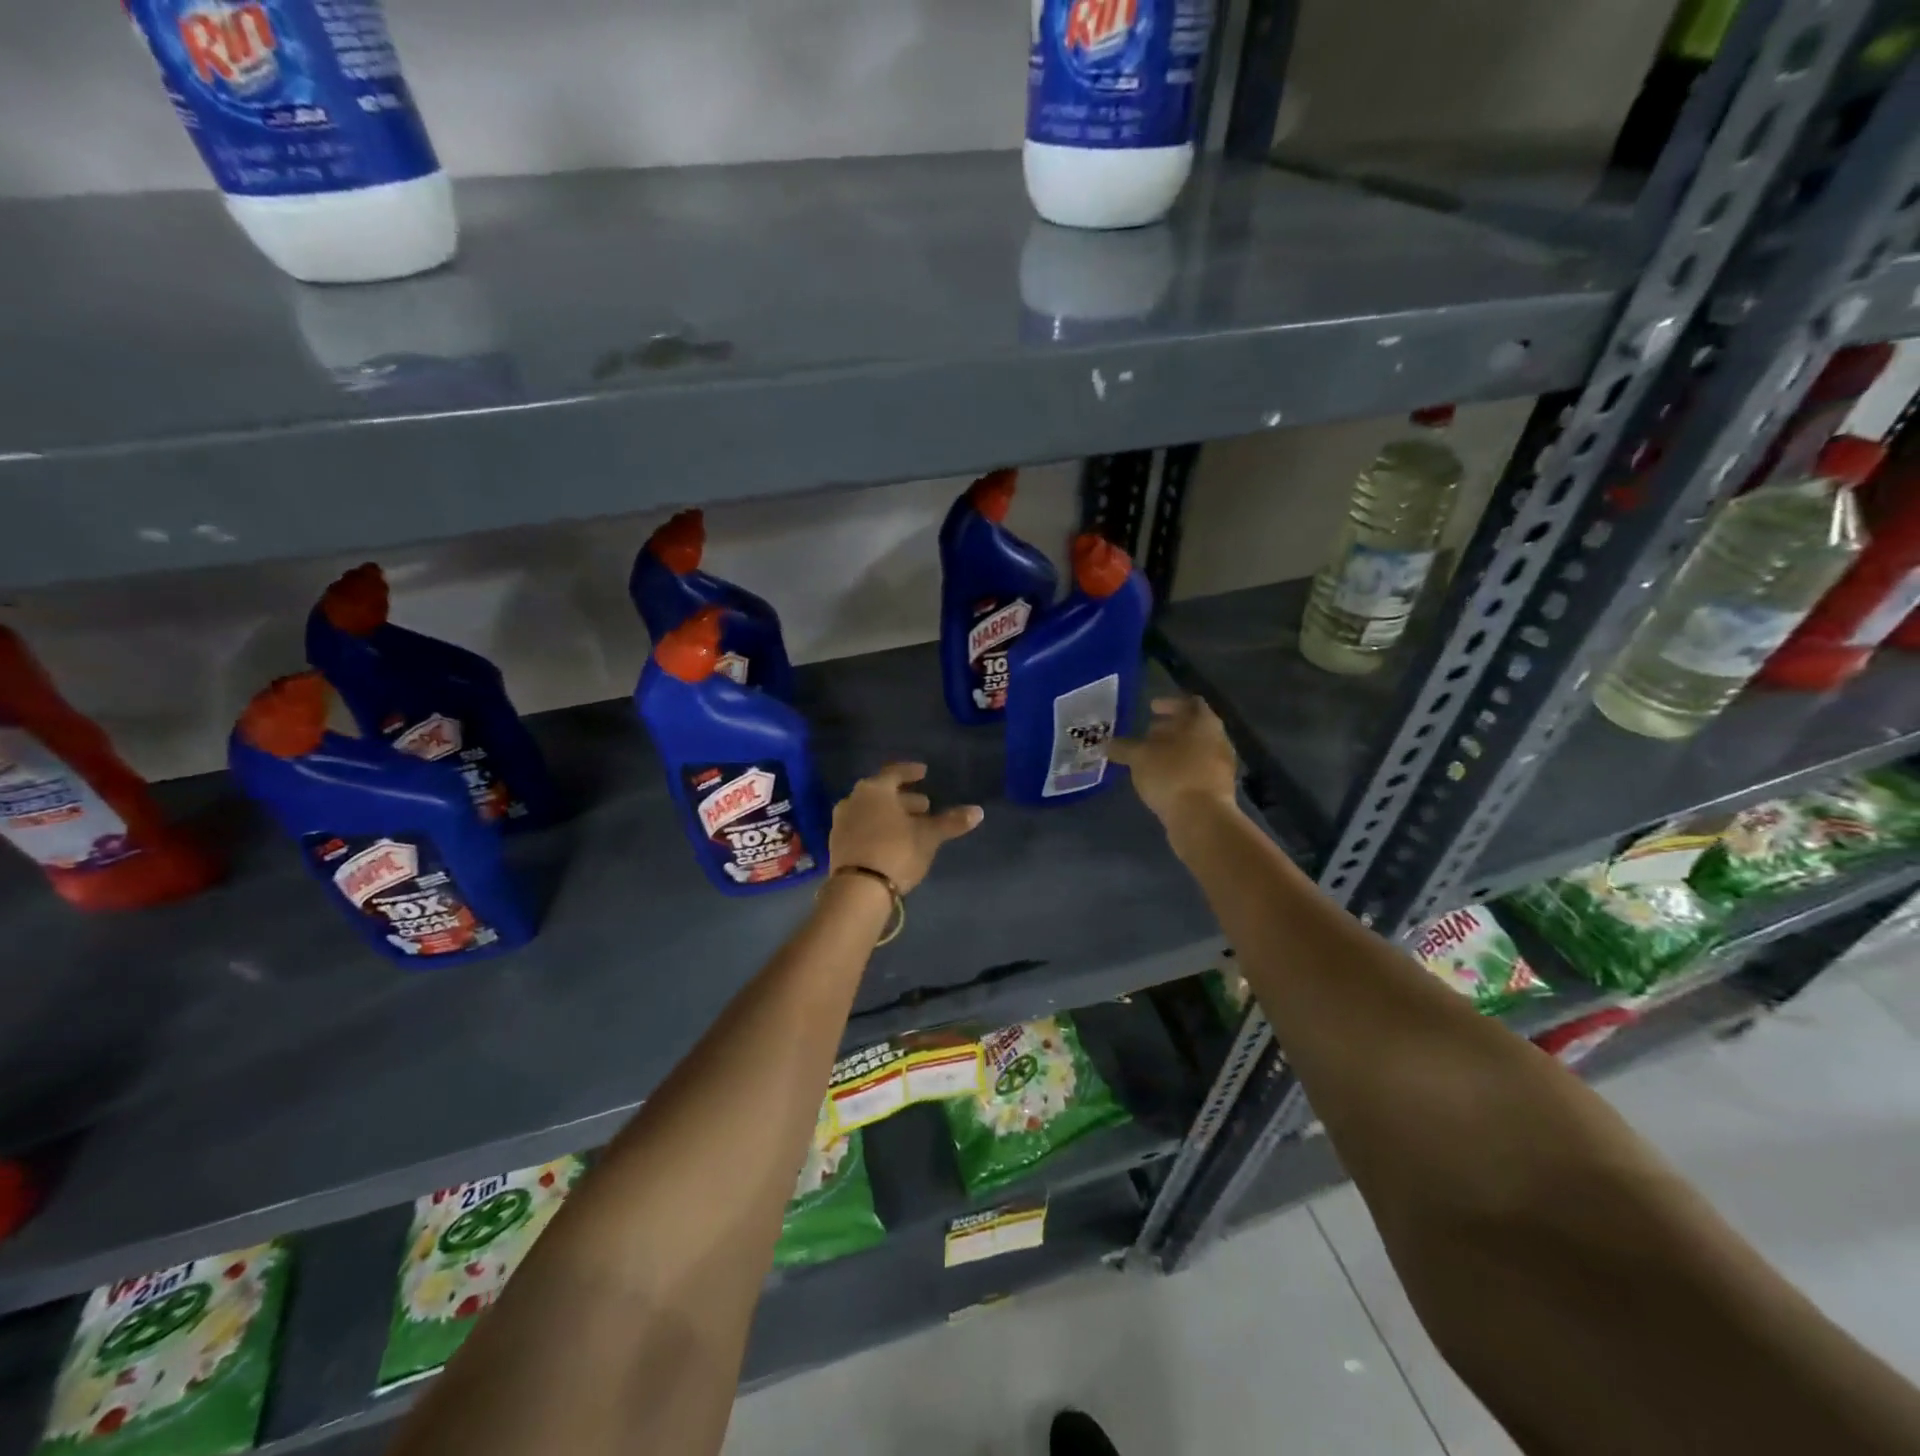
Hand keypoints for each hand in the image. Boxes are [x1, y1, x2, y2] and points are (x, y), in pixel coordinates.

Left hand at [829, 763, 982, 893]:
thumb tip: (978, 811)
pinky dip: (877, 829)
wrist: (858, 890)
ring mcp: (841, 823)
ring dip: (890, 815)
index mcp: (874, 789)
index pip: (895, 773)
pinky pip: (861, 828)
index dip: (911, 772)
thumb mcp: (928, 836)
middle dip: (904, 799)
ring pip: (870, 811)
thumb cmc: (896, 851)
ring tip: (910, 826)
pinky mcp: (837, 845)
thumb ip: (951, 822)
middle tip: (924, 806)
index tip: (924, 772)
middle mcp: (853, 800)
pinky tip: (891, 841)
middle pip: (882, 793)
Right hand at [1109, 696, 1238, 827]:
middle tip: (1147, 733)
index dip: (1168, 703)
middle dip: (1170, 728)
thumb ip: (1123, 747)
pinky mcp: (1218, 788)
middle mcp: (1218, 739)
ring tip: (1151, 758)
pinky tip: (1162, 778)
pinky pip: (1197, 770)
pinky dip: (1180, 769)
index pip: (1189, 702)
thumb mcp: (1139, 757)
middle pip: (1193, 726)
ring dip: (1175, 750)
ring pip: (1196, 749)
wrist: (1202, 819)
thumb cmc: (1171, 775)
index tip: (1151, 708)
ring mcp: (1221, 765)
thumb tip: (1107, 744)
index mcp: (1203, 722)